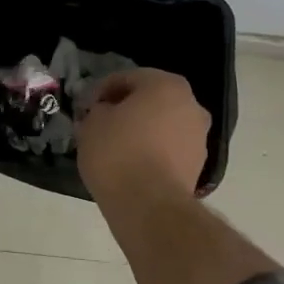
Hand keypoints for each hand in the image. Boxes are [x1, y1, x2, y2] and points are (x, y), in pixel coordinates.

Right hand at [76, 67, 211, 200]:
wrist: (149, 205)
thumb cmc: (118, 153)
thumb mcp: (92, 123)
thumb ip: (97, 110)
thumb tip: (104, 113)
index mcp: (166, 85)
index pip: (126, 78)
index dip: (101, 91)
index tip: (85, 108)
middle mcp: (191, 105)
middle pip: (150, 100)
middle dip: (125, 109)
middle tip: (100, 124)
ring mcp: (199, 137)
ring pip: (162, 125)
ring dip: (141, 131)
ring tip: (114, 147)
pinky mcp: (198, 165)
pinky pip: (168, 149)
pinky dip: (152, 152)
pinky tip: (131, 165)